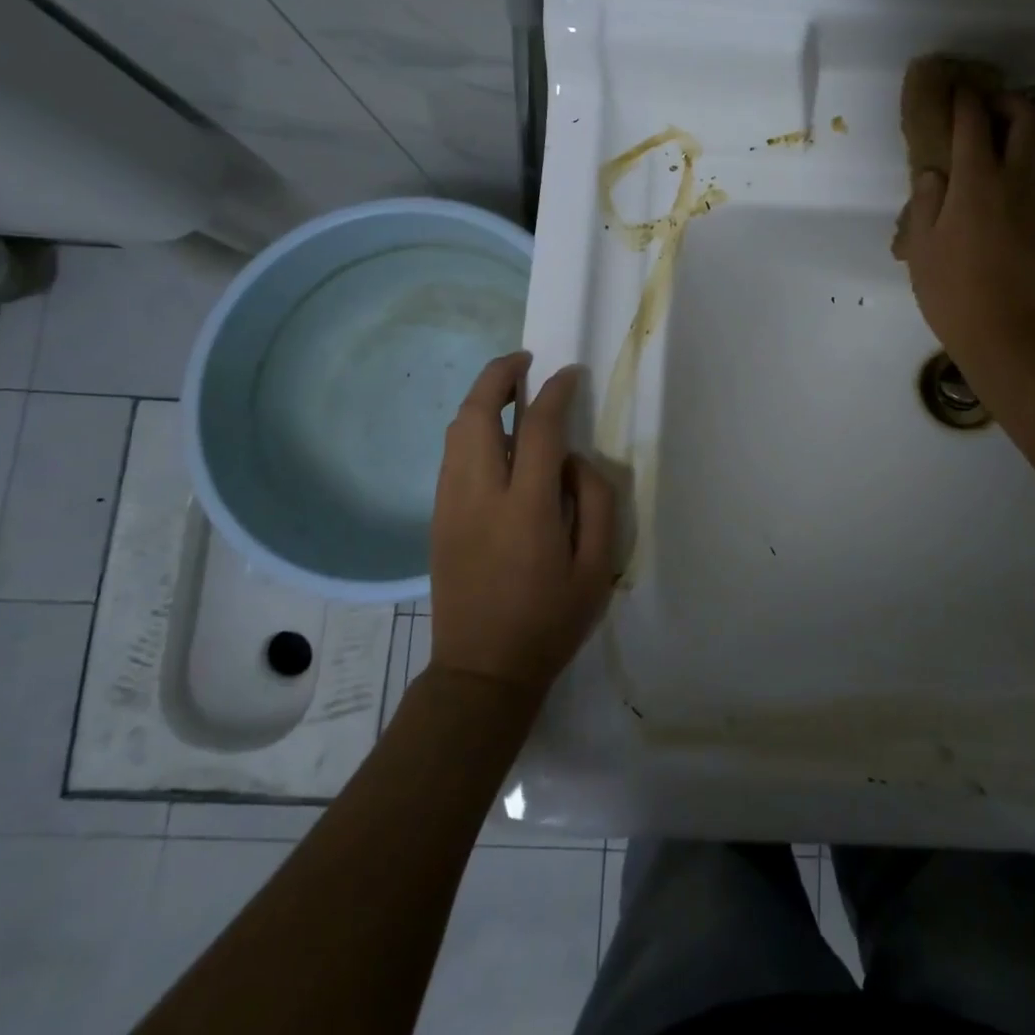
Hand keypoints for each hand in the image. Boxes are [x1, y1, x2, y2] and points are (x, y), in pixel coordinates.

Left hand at [429, 352, 614, 695]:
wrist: (481, 672)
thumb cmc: (549, 622)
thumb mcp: (596, 567)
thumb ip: (594, 502)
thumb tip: (574, 460)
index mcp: (525, 508)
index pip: (538, 428)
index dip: (555, 392)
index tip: (570, 374)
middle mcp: (479, 495)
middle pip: (476, 415)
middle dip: (498, 376)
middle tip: (524, 362)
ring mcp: (450, 506)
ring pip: (456, 431)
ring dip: (481, 401)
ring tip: (511, 392)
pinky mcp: (438, 518)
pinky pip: (452, 456)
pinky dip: (471, 430)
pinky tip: (497, 439)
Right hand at [897, 87, 1034, 377]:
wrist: (1009, 331)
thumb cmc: (953, 292)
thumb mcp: (921, 249)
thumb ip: (926, 203)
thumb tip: (935, 174)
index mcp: (975, 182)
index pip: (972, 123)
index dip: (965, 100)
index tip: (960, 92)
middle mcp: (1017, 179)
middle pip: (1028, 118)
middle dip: (1010, 102)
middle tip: (994, 110)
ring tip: (1022, 141)